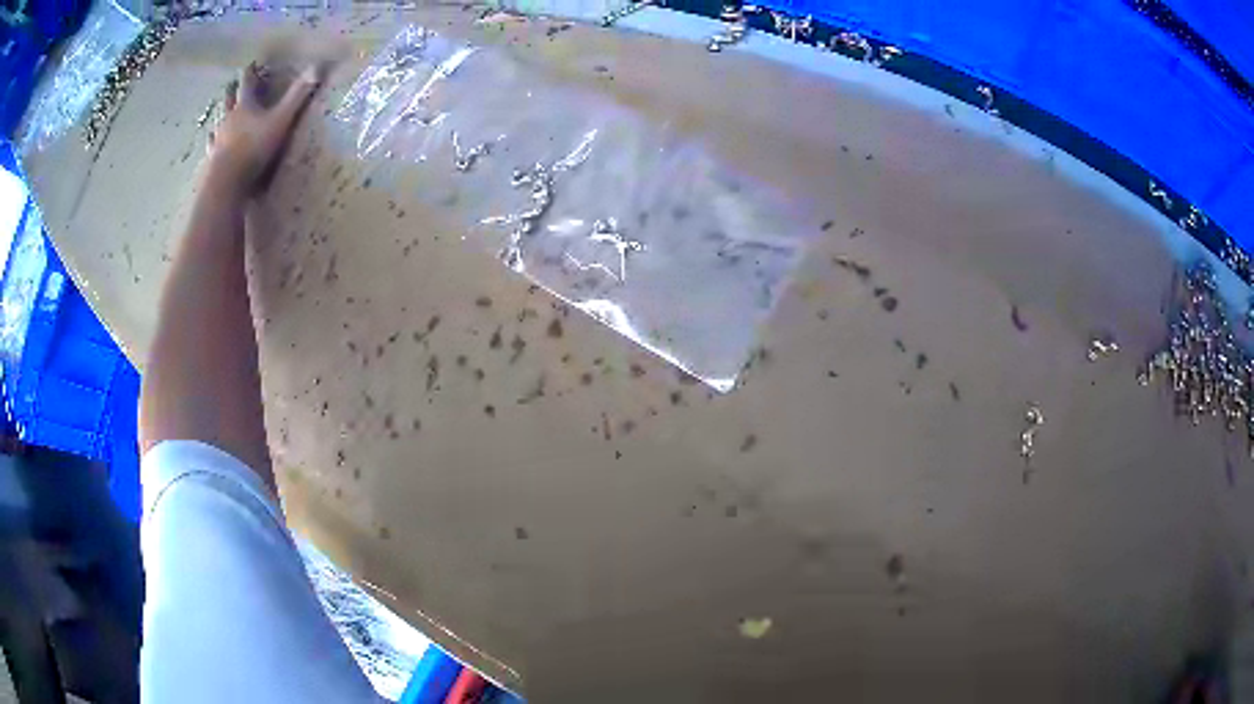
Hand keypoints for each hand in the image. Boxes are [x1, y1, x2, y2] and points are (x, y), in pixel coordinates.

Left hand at [207, 62, 321, 196]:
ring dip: (220, 116)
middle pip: (229, 101)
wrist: (227, 182)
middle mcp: (228, 120)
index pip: (247, 84)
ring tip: (219, 114)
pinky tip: (210, 144)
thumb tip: (317, 67)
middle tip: (230, 84)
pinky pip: (212, 148)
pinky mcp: (213, 160)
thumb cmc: (254, 148)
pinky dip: (212, 142)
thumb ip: (297, 96)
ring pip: (218, 123)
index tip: (250, 64)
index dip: (250, 73)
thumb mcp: (281, 119)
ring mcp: (218, 140)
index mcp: (245, 107)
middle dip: (231, 91)